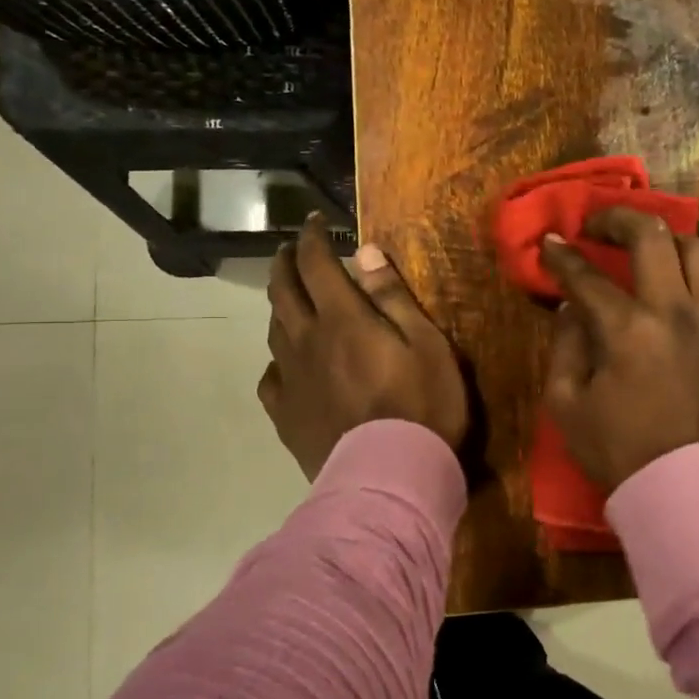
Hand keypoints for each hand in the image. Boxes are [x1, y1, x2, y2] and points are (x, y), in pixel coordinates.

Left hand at [259, 214, 468, 479]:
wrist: (390, 476)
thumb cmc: (422, 405)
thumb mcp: (427, 343)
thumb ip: (393, 297)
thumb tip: (365, 251)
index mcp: (343, 318)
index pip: (317, 264)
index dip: (313, 238)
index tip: (315, 222)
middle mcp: (307, 340)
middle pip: (283, 291)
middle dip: (285, 263)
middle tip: (290, 249)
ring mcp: (291, 379)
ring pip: (274, 330)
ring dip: (279, 305)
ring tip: (288, 298)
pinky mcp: (286, 414)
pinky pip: (271, 378)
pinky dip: (277, 360)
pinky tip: (286, 365)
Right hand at [539, 207, 698, 489]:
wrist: (683, 486)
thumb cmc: (616, 449)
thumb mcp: (565, 403)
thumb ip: (565, 344)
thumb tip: (573, 306)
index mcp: (628, 332)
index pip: (588, 277)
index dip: (562, 256)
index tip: (549, 242)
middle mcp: (675, 312)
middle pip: (652, 235)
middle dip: (617, 219)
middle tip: (596, 226)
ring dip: (665, 238)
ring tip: (642, 248)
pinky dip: (689, 268)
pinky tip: (669, 281)